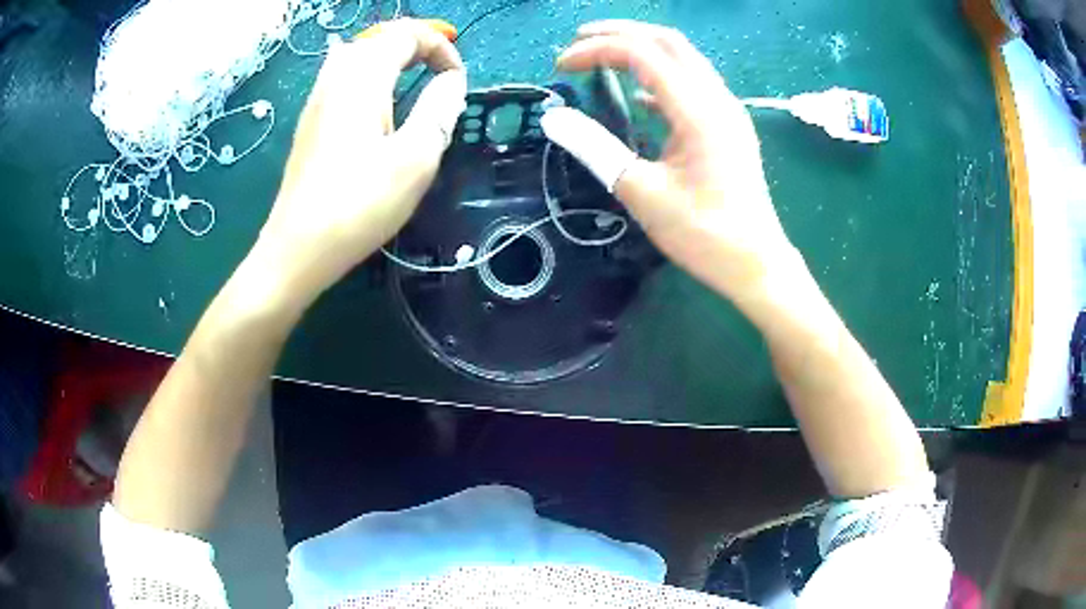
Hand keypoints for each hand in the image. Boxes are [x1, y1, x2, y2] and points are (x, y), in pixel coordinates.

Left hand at [251, 19, 466, 303]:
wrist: (297, 249)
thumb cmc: (358, 205)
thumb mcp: (415, 158)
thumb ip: (439, 110)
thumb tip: (452, 82)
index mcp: (362, 79)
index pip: (405, 34)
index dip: (440, 46)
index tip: (457, 80)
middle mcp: (335, 78)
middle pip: (379, 38)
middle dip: (416, 46)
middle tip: (440, 74)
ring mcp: (317, 100)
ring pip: (358, 56)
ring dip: (391, 60)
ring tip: (413, 81)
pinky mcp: (310, 123)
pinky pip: (343, 79)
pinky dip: (370, 78)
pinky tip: (377, 105)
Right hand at [542, 20, 801, 303]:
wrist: (756, 264)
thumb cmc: (703, 234)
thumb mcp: (642, 193)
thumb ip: (595, 148)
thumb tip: (554, 118)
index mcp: (698, 110)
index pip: (641, 53)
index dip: (595, 50)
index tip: (560, 65)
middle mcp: (717, 98)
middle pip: (667, 41)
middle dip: (620, 33)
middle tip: (579, 40)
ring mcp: (727, 110)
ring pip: (683, 57)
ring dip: (641, 49)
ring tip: (602, 57)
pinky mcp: (728, 125)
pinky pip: (692, 83)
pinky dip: (660, 77)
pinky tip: (638, 96)